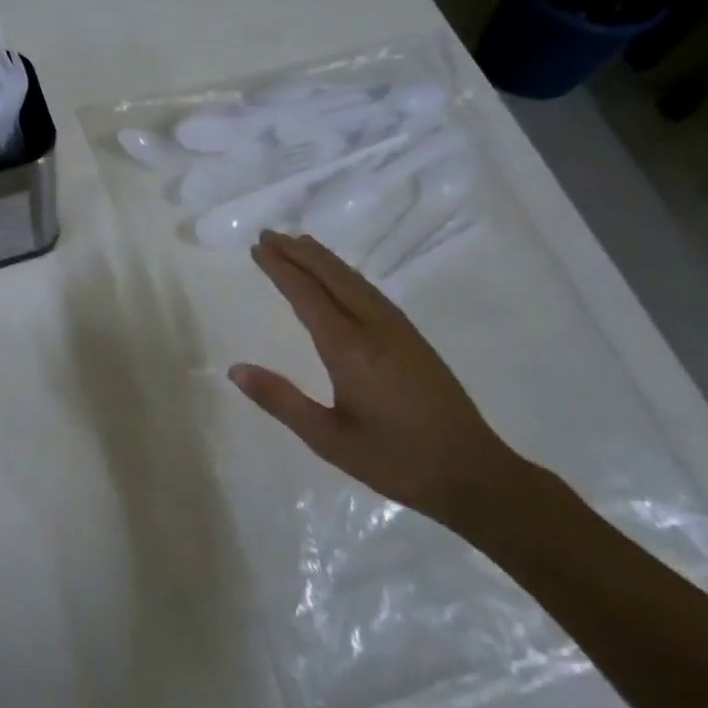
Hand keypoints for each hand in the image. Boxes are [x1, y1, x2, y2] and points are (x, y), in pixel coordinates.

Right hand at [229, 232, 529, 530]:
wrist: (471, 472)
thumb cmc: (393, 460)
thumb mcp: (327, 438)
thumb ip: (280, 400)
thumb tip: (235, 369)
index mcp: (350, 349)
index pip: (307, 295)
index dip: (281, 269)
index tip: (258, 247)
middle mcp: (374, 328)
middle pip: (332, 277)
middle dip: (299, 253)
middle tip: (268, 235)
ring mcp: (399, 330)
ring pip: (355, 280)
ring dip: (323, 259)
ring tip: (297, 244)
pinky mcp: (413, 339)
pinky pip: (370, 292)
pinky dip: (345, 275)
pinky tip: (339, 279)